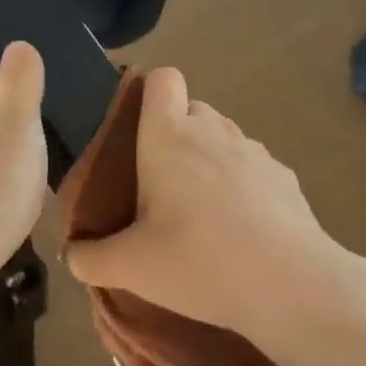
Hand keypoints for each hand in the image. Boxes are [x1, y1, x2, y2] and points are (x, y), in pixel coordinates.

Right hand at [64, 68, 362, 347]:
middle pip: (191, 109)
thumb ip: (89, 258)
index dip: (147, 95)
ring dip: (208, 162)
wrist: (291, 286)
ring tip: (200, 214)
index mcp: (170, 137)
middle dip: (173, 136)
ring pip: (223, 139)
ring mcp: (256, 152)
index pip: (161, 79)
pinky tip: (239, 231)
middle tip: (158, 187)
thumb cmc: (199, 263)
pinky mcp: (286, 179)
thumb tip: (74, 253)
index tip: (135, 133)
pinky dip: (241, 187)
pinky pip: (252, 169)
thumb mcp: (129, 268)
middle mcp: (215, 131)